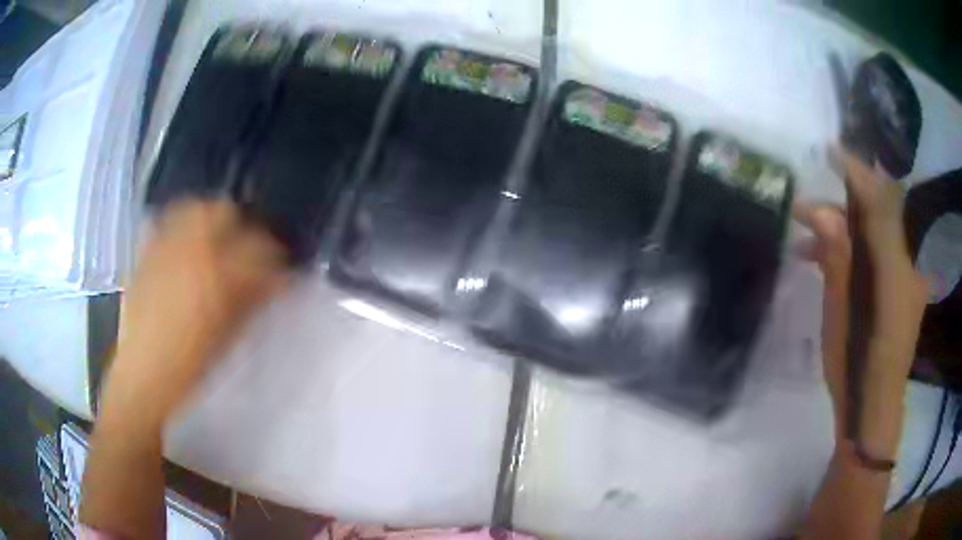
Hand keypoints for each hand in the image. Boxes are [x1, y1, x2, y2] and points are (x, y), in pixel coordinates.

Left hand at [105, 199, 289, 424]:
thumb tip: (274, 280)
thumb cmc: (190, 364)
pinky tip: (185, 244)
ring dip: (211, 218)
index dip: (276, 258)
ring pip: (195, 209)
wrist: (144, 373)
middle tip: (246, 250)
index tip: (280, 271)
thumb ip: (252, 301)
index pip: (259, 249)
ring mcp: (166, 247)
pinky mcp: (147, 252)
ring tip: (215, 240)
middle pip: (224, 212)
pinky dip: (182, 224)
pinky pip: (168, 221)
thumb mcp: (229, 336)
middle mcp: (191, 250)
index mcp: (218, 276)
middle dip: (242, 227)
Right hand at [794, 149, 926, 438]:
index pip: (879, 205)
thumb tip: (822, 213)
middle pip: (877, 218)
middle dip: (840, 206)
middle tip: (804, 208)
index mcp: (894, 271)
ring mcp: (906, 279)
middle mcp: (906, 266)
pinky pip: (877, 256)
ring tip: (805, 236)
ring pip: (875, 237)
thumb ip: (837, 259)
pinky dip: (853, 251)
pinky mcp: (900, 291)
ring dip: (843, 231)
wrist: (872, 412)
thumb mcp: (840, 317)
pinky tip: (824, 259)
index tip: (830, 151)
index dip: (856, 174)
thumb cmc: (855, 369)